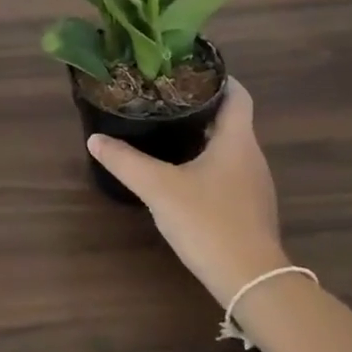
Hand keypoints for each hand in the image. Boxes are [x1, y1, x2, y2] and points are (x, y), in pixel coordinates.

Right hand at [87, 81, 288, 306]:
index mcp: (237, 139)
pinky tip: (185, 176)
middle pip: (232, 120)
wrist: (251, 280)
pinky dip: (210, 165)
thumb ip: (126, 162)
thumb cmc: (208, 221)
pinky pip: (230, 173)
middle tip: (167, 100)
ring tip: (171, 132)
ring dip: (205, 138)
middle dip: (202, 108)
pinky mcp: (251, 209)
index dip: (218, 78)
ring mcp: (255, 185)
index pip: (238, 94)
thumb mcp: (159, 189)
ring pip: (231, 148)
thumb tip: (96, 139)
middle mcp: (252, 156)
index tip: (188, 72)